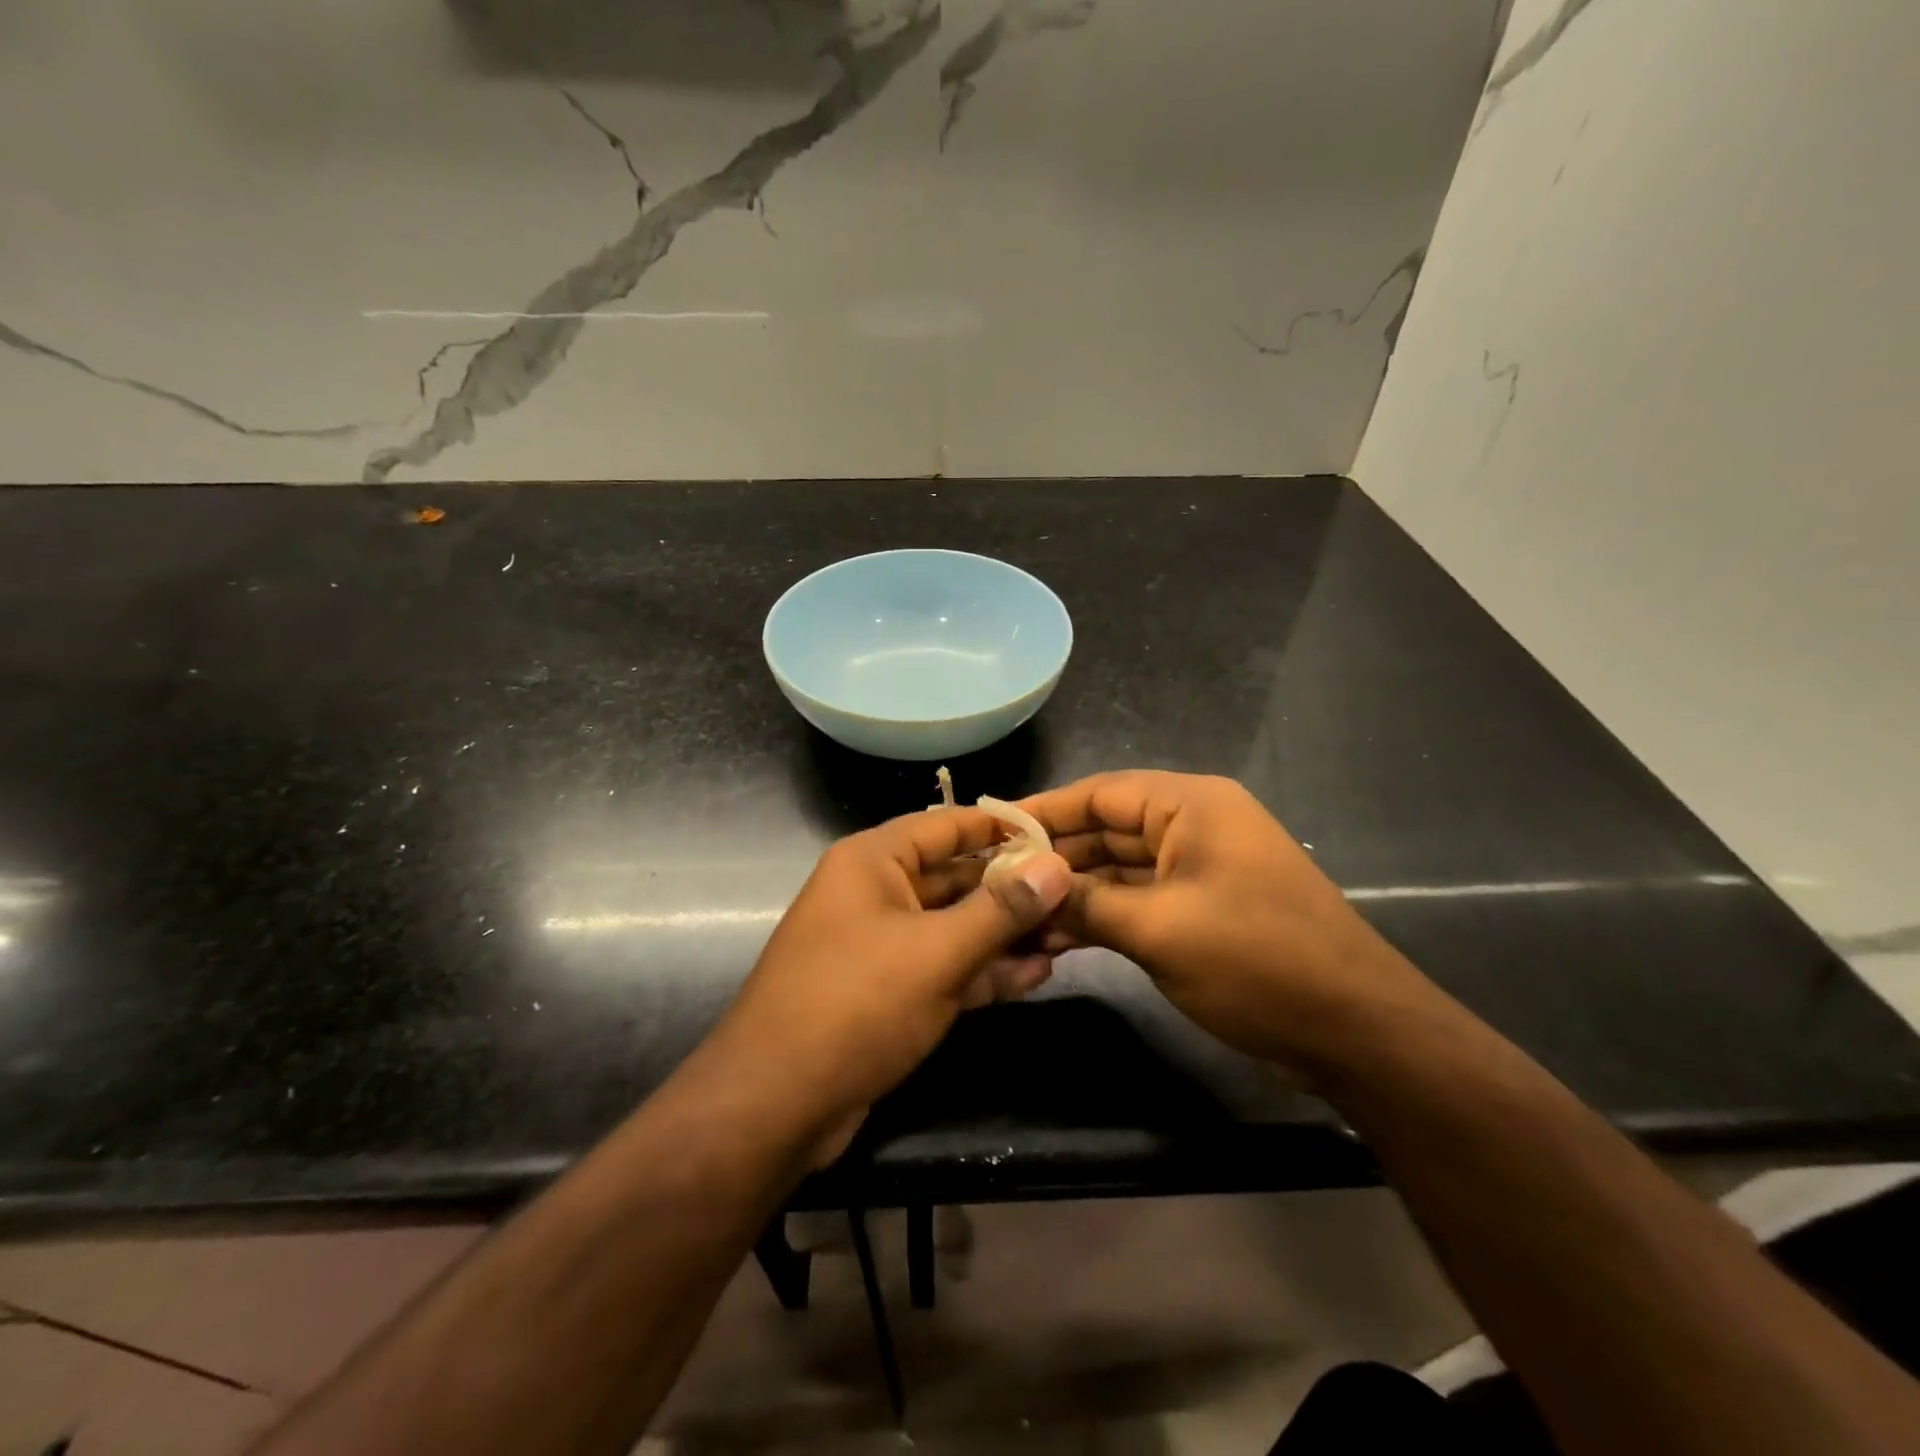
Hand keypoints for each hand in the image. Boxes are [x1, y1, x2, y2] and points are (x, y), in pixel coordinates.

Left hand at [711, 808, 1072, 1160]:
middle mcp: (875, 893)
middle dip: (1011, 889)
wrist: (775, 1105)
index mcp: (872, 862)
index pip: (946, 825)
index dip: (1001, 828)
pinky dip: (983, 971)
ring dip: (1004, 934)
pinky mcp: (888, 992)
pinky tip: (1034, 975)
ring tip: (1066, 937)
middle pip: (954, 877)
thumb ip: (1001, 909)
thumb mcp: (936, 953)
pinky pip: (943, 967)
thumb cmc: (855, 1004)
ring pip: (953, 926)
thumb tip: (1058, 865)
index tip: (1056, 834)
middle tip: (1074, 894)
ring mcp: (881, 945)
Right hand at [1024, 771, 1426, 1077]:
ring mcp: (1198, 871)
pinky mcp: (1201, 911)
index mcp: (1191, 807)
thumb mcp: (1159, 930)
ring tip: (1013, 914)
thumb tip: (1026, 887)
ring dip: (1073, 893)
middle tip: (991, 879)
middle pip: (1106, 830)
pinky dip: (1101, 917)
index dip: (1044, 810)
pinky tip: (1054, 938)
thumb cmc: (1257, 962)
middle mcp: (1193, 827)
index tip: (991, 829)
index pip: (1101, 793)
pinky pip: (1138, 902)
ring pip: (1119, 870)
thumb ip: (1086, 903)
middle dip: (1053, 857)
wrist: (1355, 1033)